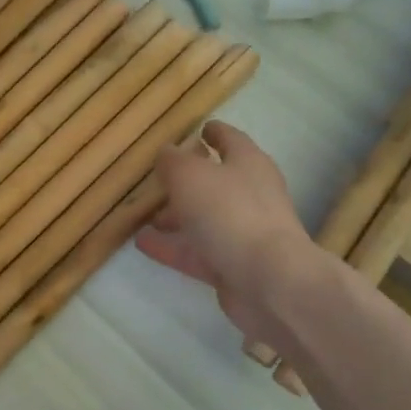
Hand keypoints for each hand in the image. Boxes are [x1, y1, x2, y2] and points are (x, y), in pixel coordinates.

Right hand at [136, 121, 316, 351]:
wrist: (268, 280)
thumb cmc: (229, 213)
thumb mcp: (190, 176)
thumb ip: (172, 162)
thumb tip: (166, 152)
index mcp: (248, 164)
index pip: (231, 140)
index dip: (214, 132)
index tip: (200, 128)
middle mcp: (250, 195)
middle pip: (216, 182)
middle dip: (187, 181)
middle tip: (159, 180)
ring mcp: (242, 232)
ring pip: (203, 219)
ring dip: (176, 217)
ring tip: (145, 217)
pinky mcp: (232, 265)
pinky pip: (196, 251)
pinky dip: (171, 246)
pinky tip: (142, 244)